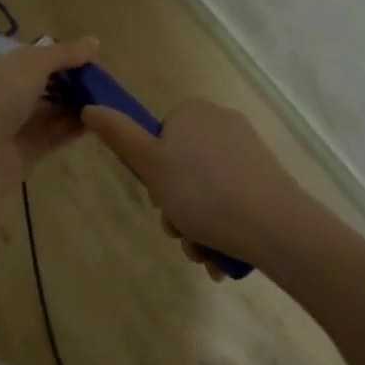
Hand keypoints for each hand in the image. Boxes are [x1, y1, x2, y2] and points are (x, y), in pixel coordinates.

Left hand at [0, 37, 99, 212]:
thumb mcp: (30, 64)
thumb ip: (62, 54)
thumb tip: (94, 42)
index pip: (27, 59)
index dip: (56, 57)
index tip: (87, 59)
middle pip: (40, 86)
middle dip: (69, 83)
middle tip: (102, 82)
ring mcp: (9, 128)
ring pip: (47, 112)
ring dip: (74, 106)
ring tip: (107, 100)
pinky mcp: (22, 155)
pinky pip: (52, 136)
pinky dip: (72, 128)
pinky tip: (97, 121)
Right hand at [84, 98, 330, 275]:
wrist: (275, 226)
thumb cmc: (202, 193)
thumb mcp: (149, 165)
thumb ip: (118, 135)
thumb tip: (90, 108)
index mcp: (193, 112)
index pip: (159, 139)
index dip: (152, 173)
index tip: (158, 199)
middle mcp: (221, 123)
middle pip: (181, 168)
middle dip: (175, 208)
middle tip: (180, 234)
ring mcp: (248, 150)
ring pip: (205, 191)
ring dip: (196, 226)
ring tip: (202, 254)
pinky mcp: (267, 177)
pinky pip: (232, 200)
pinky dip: (221, 228)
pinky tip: (221, 257)